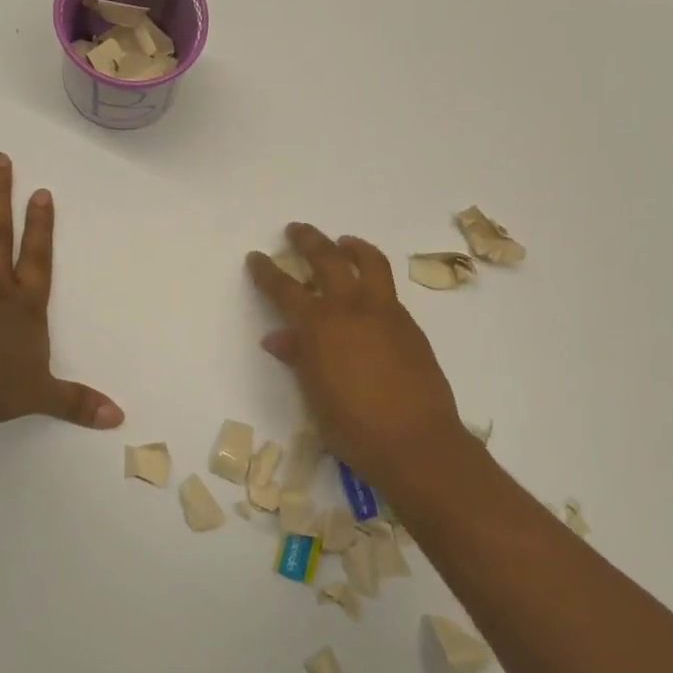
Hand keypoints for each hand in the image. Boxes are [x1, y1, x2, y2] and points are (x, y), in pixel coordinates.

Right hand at [246, 223, 465, 484]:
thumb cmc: (354, 428)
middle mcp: (351, 308)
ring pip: (369, 262)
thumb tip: (277, 338)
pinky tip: (368, 292)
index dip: (267, 271)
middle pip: (327, 259)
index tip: (256, 256)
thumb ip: (298, 358)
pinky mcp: (409, 325)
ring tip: (343, 242)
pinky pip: (388, 289)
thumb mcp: (314, 396)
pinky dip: (373, 277)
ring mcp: (385, 312)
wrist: (416, 442)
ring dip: (351, 246)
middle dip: (308, 240)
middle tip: (296, 229)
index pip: (285, 289)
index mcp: (319, 327)